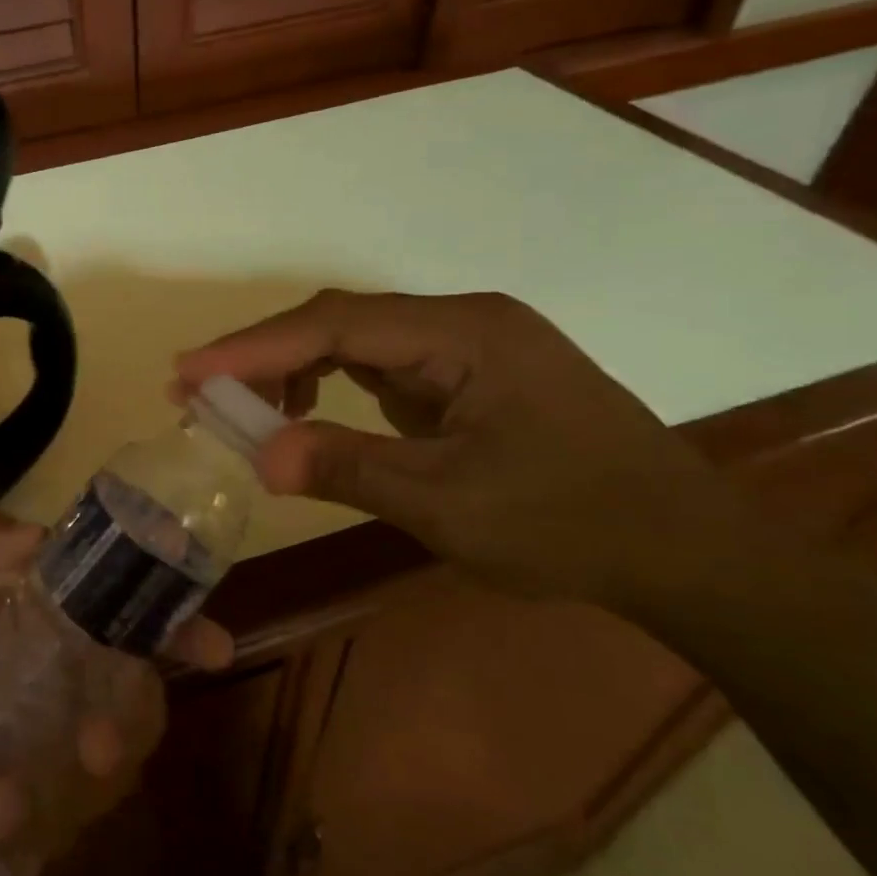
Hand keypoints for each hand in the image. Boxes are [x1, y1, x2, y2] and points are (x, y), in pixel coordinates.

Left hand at [0, 512, 232, 875]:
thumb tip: (40, 533)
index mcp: (49, 624)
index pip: (123, 608)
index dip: (171, 616)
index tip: (208, 637)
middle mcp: (75, 682)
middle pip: (142, 690)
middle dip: (135, 717)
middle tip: (98, 744)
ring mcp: (69, 752)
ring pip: (119, 761)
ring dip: (65, 783)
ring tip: (1, 797)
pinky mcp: (58, 818)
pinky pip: (77, 820)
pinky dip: (29, 823)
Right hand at [175, 290, 770, 608]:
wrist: (687, 553)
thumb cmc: (575, 525)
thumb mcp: (449, 505)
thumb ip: (349, 468)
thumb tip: (258, 456)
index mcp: (464, 334)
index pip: (335, 325)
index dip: (254, 346)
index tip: (189, 370)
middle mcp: (462, 322)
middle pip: (340, 321)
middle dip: (265, 355)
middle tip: (198, 388)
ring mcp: (467, 346)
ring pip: (356, 341)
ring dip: (294, 369)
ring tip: (243, 407)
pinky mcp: (467, 375)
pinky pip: (380, 367)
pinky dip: (331, 386)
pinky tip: (309, 415)